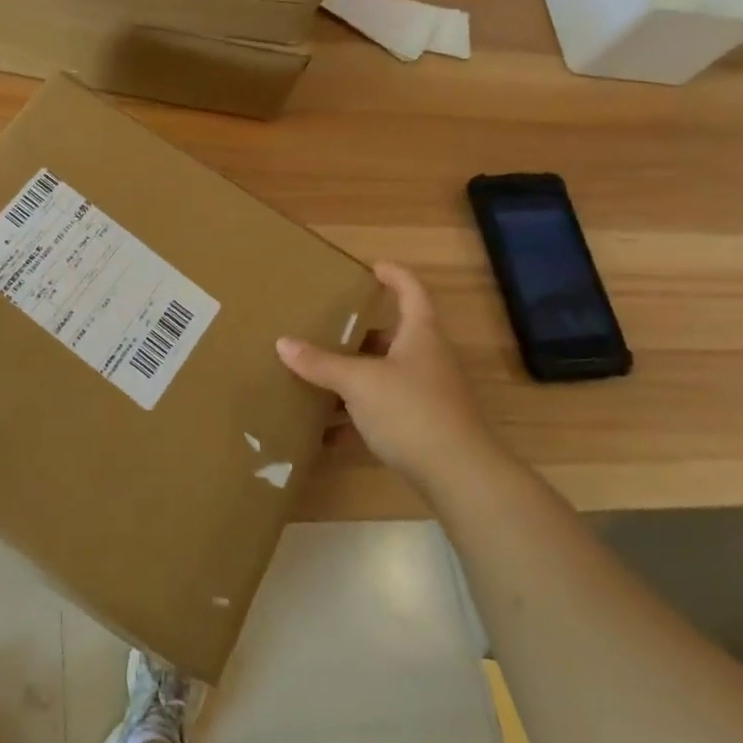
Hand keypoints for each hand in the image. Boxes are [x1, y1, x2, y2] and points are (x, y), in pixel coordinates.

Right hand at [276, 262, 492, 486]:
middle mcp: (428, 360)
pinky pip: (383, 410)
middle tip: (329, 323)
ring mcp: (428, 395)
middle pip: (395, 336)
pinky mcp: (423, 427)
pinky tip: (328, 429)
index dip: (395, 276)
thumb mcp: (358, 382)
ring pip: (386, 374)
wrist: (460, 476)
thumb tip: (283, 343)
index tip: (374, 266)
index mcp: (420, 336)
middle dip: (363, 331)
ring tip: (320, 371)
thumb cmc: (411, 411)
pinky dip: (357, 414)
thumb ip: (321, 363)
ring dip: (356, 374)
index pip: (412, 293)